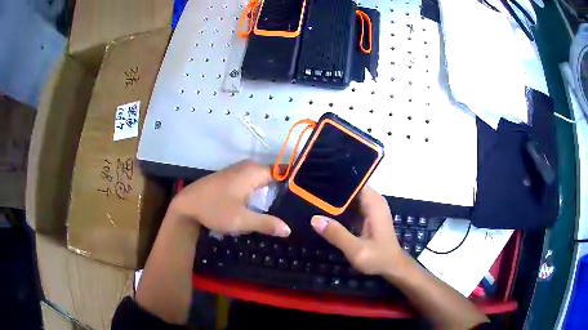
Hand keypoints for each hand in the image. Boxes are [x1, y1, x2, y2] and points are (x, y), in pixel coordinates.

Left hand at [170, 160, 290, 236]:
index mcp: (254, 172)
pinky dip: (259, 193)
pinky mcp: (232, 177)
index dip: (293, 188)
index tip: (302, 202)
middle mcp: (248, 167)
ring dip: (270, 195)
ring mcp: (239, 171)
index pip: (283, 174)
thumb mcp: (241, 220)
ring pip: (263, 181)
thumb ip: (266, 224)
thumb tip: (288, 230)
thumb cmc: (214, 210)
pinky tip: (262, 207)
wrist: (186, 205)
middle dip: (282, 193)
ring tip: (282, 211)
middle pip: (274, 178)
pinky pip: (252, 183)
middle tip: (294, 211)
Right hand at [310, 187, 406, 276]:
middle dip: (332, 187)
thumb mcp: (356, 250)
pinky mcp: (367, 216)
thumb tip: (314, 219)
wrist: (392, 267)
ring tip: (311, 195)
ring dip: (334, 197)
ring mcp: (370, 208)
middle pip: (350, 187)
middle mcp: (373, 200)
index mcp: (374, 202)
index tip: (316, 178)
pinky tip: (322, 208)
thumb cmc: (378, 258)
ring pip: (349, 196)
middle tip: (308, 188)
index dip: (337, 177)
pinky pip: (350, 205)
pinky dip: (338, 207)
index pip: (355, 180)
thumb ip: (337, 234)